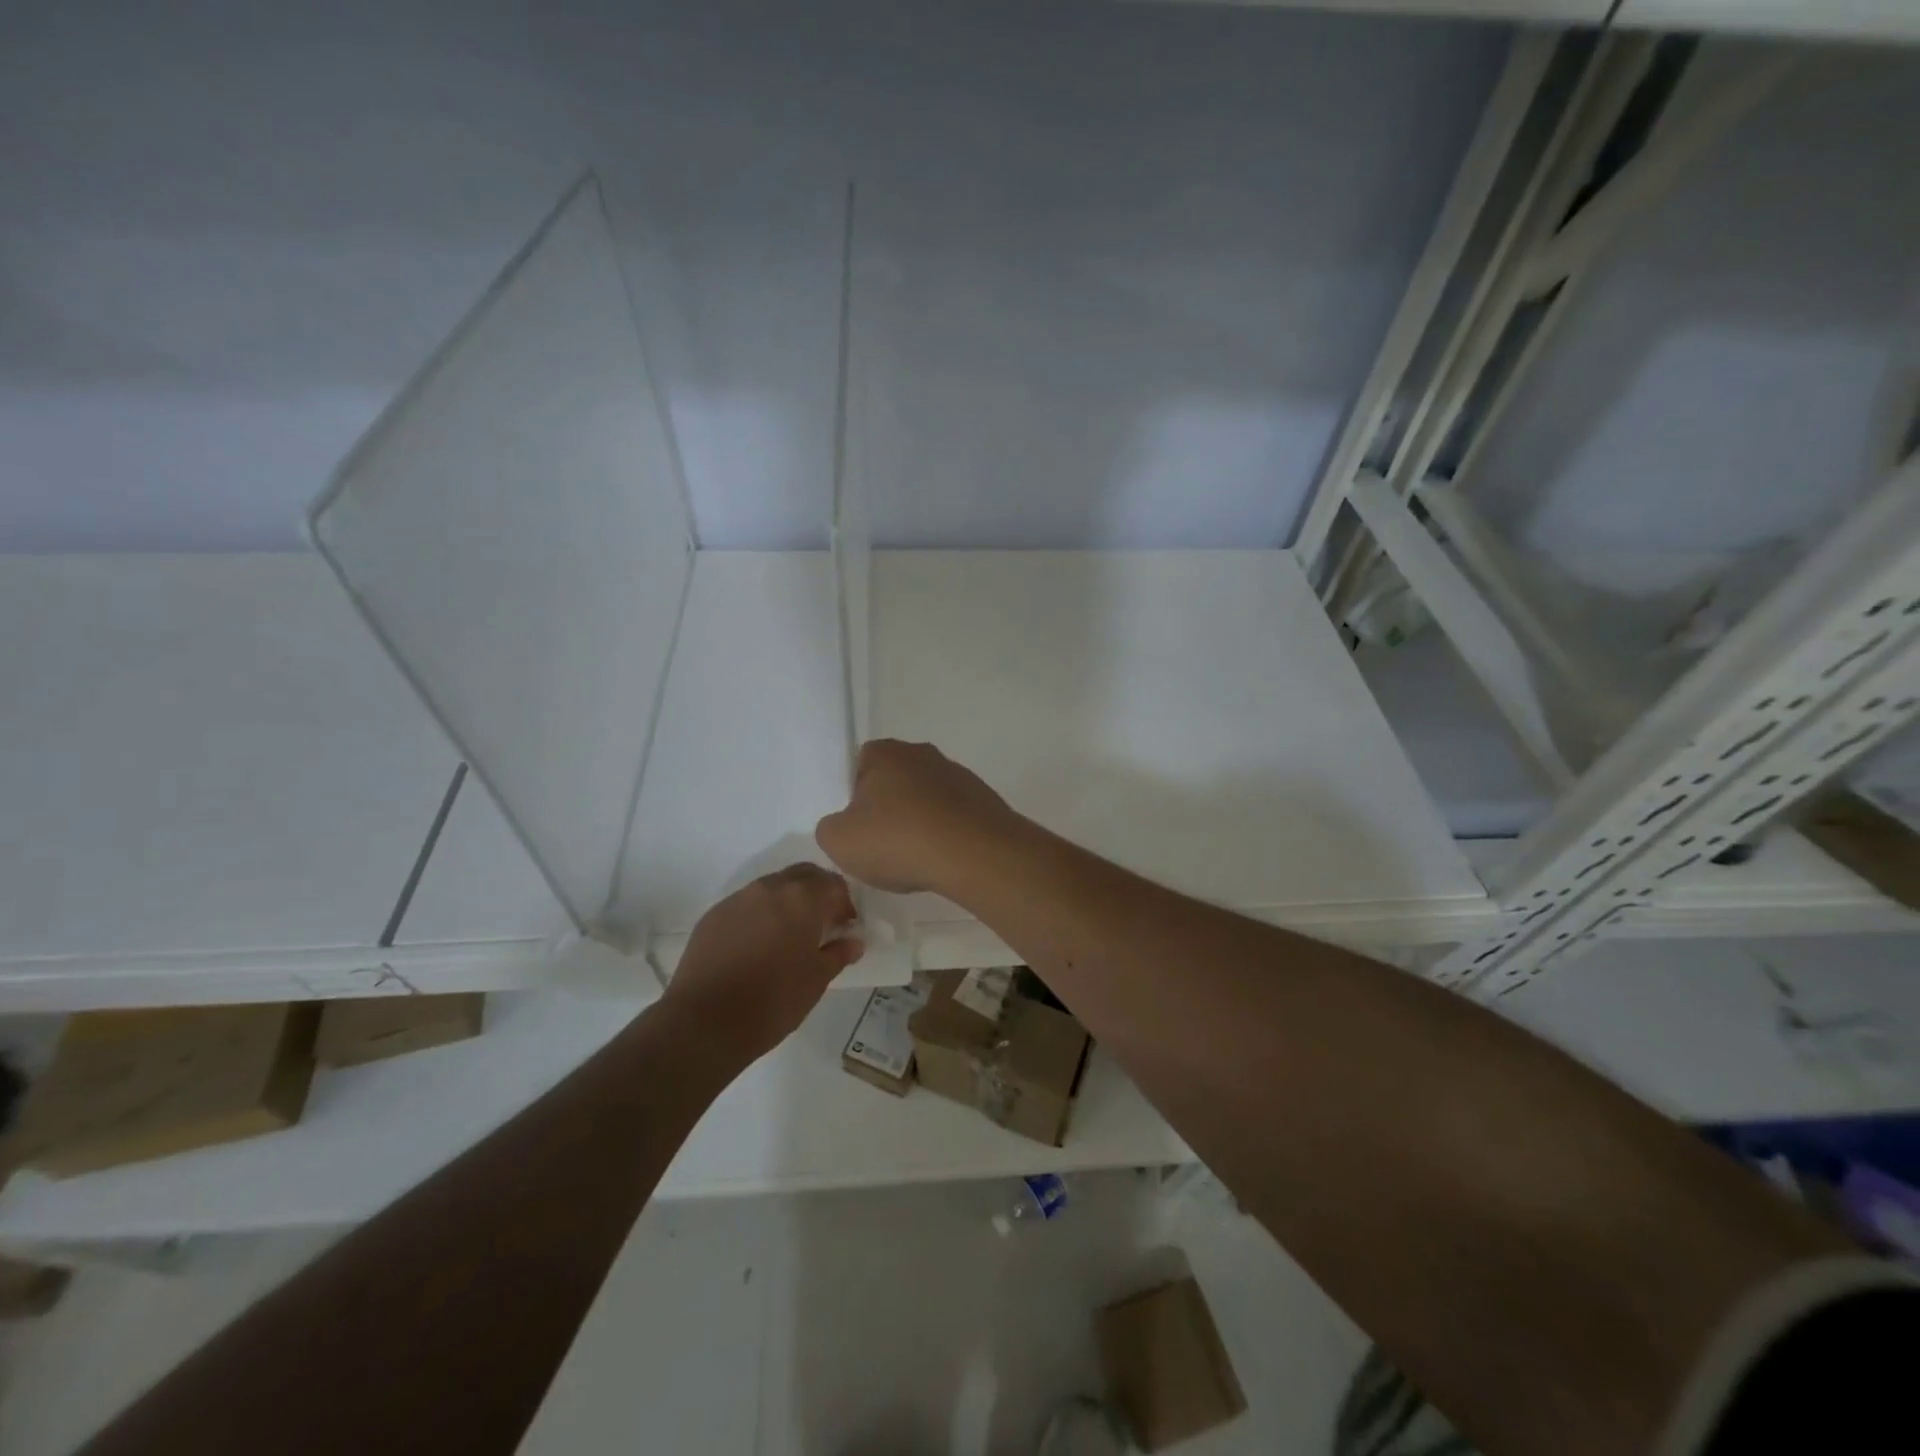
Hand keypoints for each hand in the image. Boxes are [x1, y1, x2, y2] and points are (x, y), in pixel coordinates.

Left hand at [661, 864, 861, 1059]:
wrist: (704, 1022)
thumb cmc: (773, 1000)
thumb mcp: (817, 980)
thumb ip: (838, 954)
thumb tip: (853, 942)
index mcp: (801, 898)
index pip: (833, 884)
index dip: (844, 904)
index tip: (845, 927)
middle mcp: (770, 888)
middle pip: (803, 875)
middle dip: (817, 893)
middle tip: (822, 924)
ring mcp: (738, 899)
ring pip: (772, 887)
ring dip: (787, 901)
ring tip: (789, 935)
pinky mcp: (713, 916)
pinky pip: (746, 904)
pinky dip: (760, 915)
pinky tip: (758, 945)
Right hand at [815, 739, 1023, 895]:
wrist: (975, 855)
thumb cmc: (899, 840)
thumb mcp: (838, 841)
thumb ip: (830, 828)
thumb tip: (843, 825)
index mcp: (885, 752)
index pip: (859, 766)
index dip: (854, 798)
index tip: (857, 828)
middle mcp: (922, 753)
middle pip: (894, 782)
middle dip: (888, 811)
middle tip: (882, 846)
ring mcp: (958, 774)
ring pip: (925, 800)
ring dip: (919, 823)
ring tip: (916, 859)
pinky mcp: (983, 799)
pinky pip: (953, 817)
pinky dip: (945, 835)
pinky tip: (943, 860)